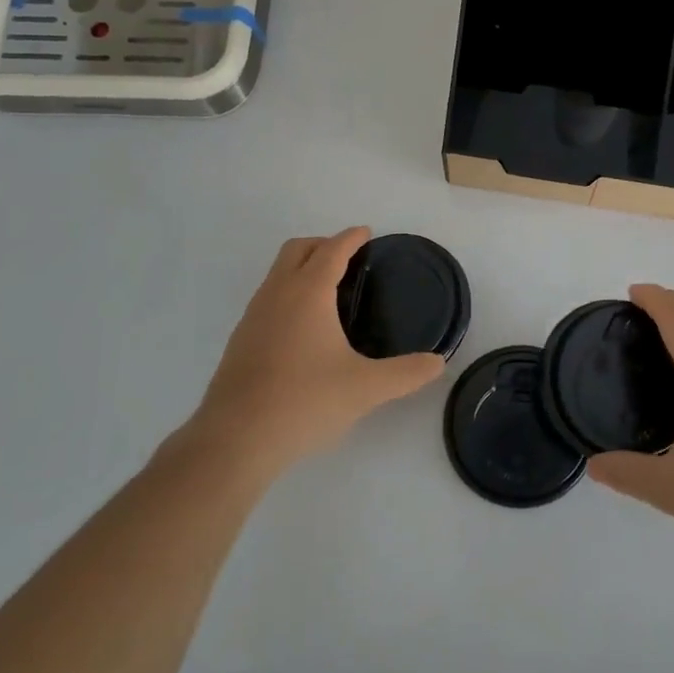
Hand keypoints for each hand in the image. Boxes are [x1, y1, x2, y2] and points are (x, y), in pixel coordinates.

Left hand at [178, 229, 445, 479]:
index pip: (332, 250)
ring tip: (329, 292)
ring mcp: (253, 316)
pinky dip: (288, 294)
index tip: (366, 233)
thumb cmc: (305, 401)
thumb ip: (406, 373)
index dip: (351, 238)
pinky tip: (303, 329)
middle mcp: (277, 294)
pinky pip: (268, 299)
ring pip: (277, 274)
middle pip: (297, 250)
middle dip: (323, 244)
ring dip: (302, 268)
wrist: (236, 439)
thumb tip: (438, 363)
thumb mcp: (366, 388)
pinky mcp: (240, 340)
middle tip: (350, 259)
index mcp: (308, 293)